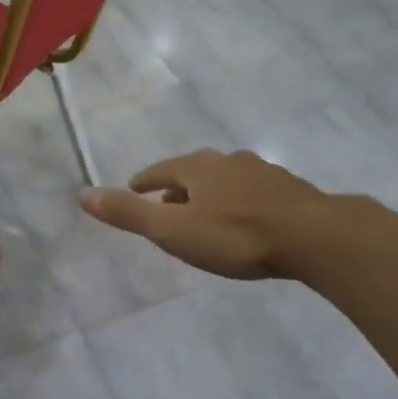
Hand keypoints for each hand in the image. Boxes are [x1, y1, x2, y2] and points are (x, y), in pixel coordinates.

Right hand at [79, 149, 342, 279]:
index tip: (134, 188)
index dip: (144, 182)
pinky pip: (254, 192)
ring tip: (205, 214)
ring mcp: (263, 172)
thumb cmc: (235, 235)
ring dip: (210, 194)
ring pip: (226, 180)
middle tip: (166, 206)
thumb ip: (129, 214)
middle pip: (193, 172)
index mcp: (197, 167)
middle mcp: (228, 161)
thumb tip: (83, 194)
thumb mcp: (173, 230)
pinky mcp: (290, 190)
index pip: (160, 170)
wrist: (314, 237)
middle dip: (177, 187)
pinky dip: (240, 202)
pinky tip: (247, 220)